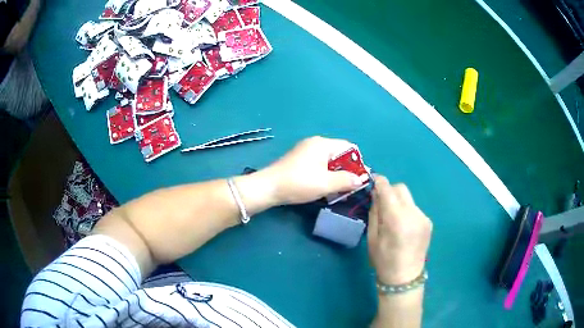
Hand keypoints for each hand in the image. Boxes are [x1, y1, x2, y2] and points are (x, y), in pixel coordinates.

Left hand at [261, 136, 363, 204]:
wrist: (268, 188)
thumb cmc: (299, 183)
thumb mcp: (326, 183)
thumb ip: (346, 180)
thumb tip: (361, 179)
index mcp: (323, 144)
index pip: (349, 147)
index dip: (358, 162)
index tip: (360, 179)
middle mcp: (314, 143)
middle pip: (339, 154)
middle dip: (347, 170)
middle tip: (350, 187)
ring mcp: (305, 151)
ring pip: (328, 161)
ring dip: (336, 175)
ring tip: (338, 190)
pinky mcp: (298, 161)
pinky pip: (318, 165)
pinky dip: (325, 175)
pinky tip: (324, 187)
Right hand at [368, 176, 431, 284]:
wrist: (405, 278)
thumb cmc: (383, 261)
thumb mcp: (372, 237)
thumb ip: (375, 212)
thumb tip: (376, 194)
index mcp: (397, 220)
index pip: (388, 189)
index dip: (379, 182)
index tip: (373, 181)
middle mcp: (413, 214)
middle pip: (401, 188)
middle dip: (390, 190)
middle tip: (382, 203)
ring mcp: (423, 217)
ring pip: (408, 198)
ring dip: (399, 202)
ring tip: (393, 218)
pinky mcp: (428, 221)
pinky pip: (414, 208)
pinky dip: (407, 211)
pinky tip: (404, 226)